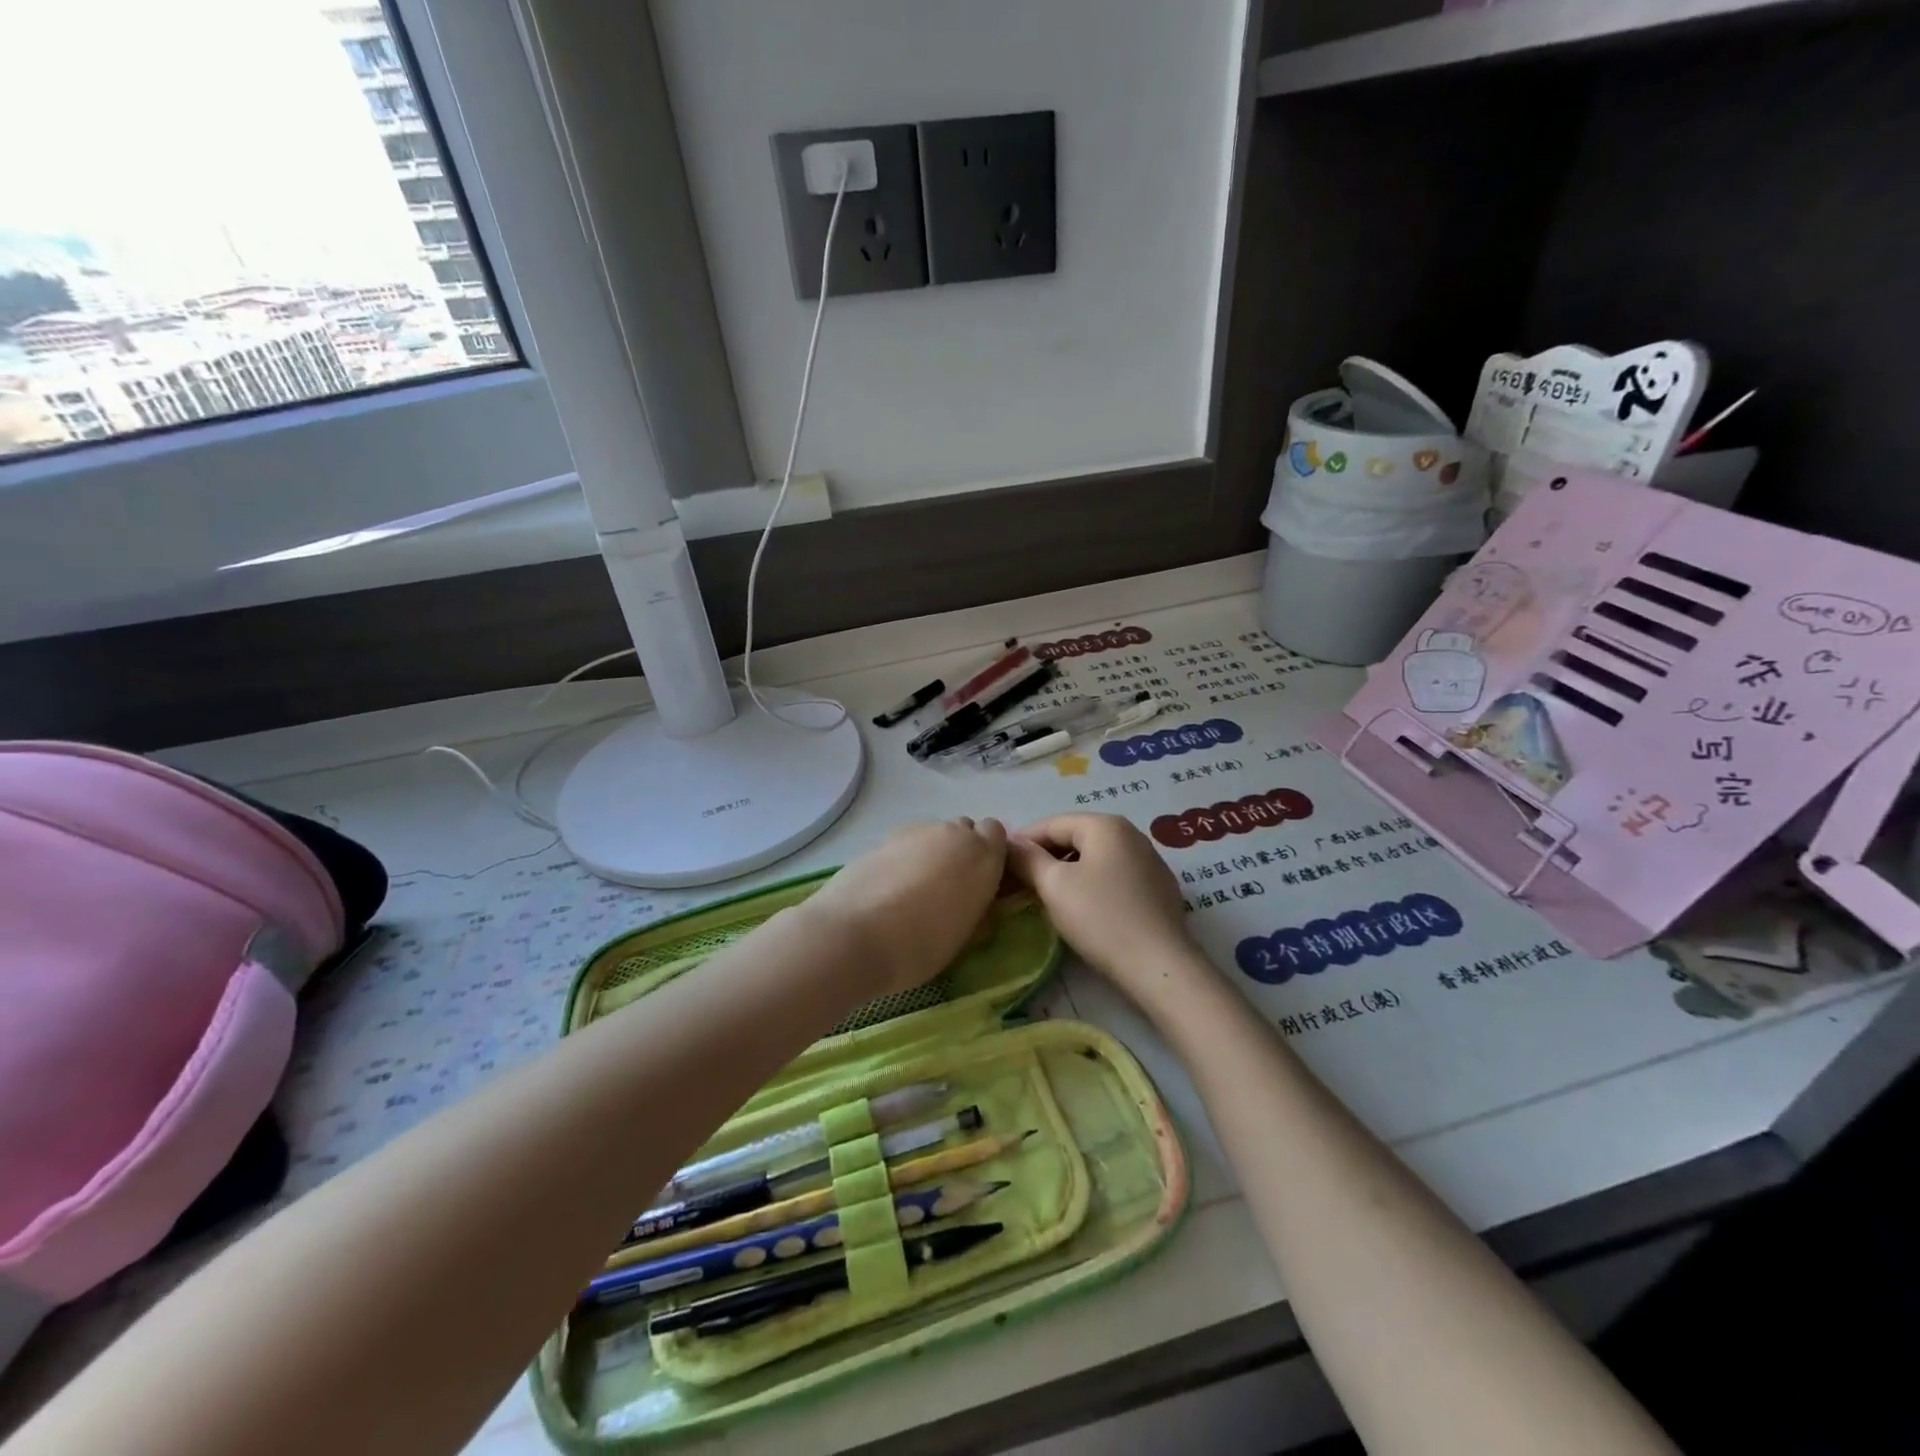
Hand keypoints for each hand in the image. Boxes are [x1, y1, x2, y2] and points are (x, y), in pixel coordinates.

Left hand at [800, 817, 1008, 997]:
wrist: (852, 935)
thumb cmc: (919, 946)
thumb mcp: (965, 936)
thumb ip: (980, 908)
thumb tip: (981, 902)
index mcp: (983, 856)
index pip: (996, 834)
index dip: (990, 855)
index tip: (981, 882)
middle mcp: (953, 834)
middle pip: (965, 831)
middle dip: (962, 852)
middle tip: (950, 888)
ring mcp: (916, 832)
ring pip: (935, 836)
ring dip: (933, 854)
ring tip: (915, 891)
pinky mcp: (884, 837)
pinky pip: (907, 843)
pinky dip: (905, 859)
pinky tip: (890, 888)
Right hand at [1006, 814, 1208, 1005]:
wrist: (1159, 965)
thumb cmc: (1100, 917)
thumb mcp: (1054, 885)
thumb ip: (1027, 859)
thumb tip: (1008, 842)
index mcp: (1106, 825)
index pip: (1052, 823)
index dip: (1022, 842)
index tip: (1001, 865)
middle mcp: (1131, 834)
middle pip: (1075, 837)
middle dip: (1045, 857)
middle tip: (1020, 883)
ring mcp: (1149, 860)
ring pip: (1095, 858)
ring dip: (1068, 871)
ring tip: (1047, 896)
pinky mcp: (1158, 889)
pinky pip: (1114, 876)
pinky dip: (1092, 884)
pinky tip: (1083, 908)